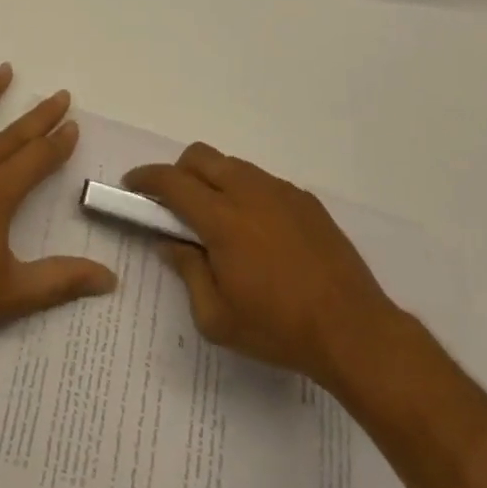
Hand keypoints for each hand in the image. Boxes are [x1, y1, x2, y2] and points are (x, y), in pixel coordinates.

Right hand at [123, 144, 405, 400]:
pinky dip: (246, 193)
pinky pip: (263, 182)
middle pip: (200, 156)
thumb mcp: (217, 318)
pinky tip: (257, 232)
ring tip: (218, 220)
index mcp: (221, 218)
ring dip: (213, 180)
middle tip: (174, 204)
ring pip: (232, 165)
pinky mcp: (305, 200)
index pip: (171, 181)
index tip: (132, 185)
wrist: (354, 331)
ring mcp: (280, 191)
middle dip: (178, 171)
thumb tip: (171, 243)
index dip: (146, 178)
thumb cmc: (278, 328)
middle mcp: (248, 191)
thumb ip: (187, 273)